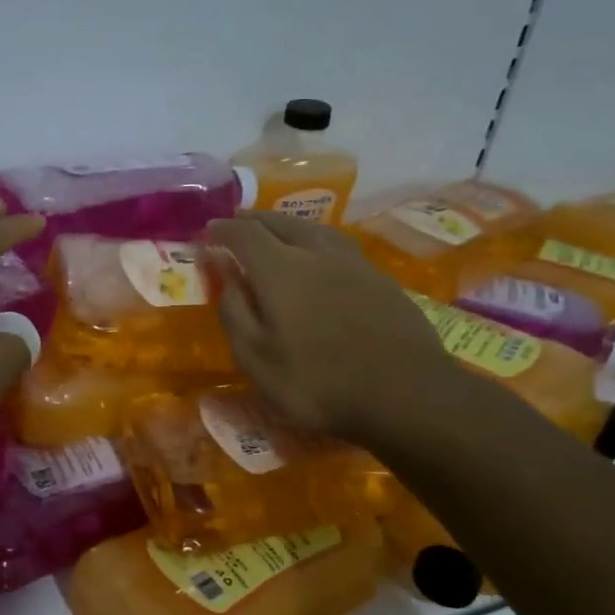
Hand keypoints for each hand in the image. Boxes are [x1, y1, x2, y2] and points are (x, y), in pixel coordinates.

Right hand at [207, 211, 462, 445]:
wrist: (406, 395)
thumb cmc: (317, 382)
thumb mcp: (256, 358)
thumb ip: (234, 311)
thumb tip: (222, 272)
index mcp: (280, 269)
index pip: (244, 234)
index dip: (223, 229)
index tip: (207, 230)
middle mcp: (316, 253)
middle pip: (280, 222)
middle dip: (254, 220)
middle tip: (237, 222)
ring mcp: (354, 264)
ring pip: (314, 229)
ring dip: (288, 225)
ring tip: (276, 231)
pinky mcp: (381, 279)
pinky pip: (339, 246)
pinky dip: (317, 242)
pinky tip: (320, 256)